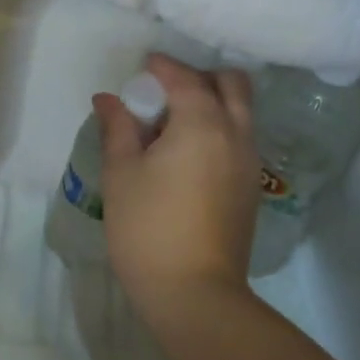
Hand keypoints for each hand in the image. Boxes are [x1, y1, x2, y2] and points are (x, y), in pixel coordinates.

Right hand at [97, 55, 260, 323]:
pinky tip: (188, 153)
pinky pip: (241, 138)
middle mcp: (236, 134)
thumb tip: (108, 98)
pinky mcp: (251, 188)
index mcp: (203, 124)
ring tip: (173, 124)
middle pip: (232, 84)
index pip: (185, 78)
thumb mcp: (122, 173)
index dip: (162, 67)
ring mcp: (250, 163)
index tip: (143, 66)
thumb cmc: (148, 228)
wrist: (195, 293)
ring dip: (213, 102)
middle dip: (200, 77)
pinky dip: (221, 127)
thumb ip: (118, 128)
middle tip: (165, 92)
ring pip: (241, 111)